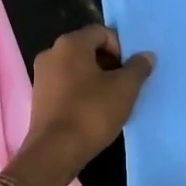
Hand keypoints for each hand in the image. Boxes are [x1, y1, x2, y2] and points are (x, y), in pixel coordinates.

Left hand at [7, 27, 153, 185]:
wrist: (55, 152)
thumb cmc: (91, 113)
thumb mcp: (124, 89)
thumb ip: (138, 68)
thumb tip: (146, 56)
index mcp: (70, 44)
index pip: (102, 33)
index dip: (122, 49)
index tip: (131, 72)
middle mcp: (51, 53)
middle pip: (89, 49)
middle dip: (110, 64)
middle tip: (125, 86)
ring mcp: (42, 75)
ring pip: (77, 68)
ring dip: (97, 79)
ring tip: (112, 100)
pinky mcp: (39, 97)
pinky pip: (66, 84)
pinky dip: (82, 91)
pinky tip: (94, 111)